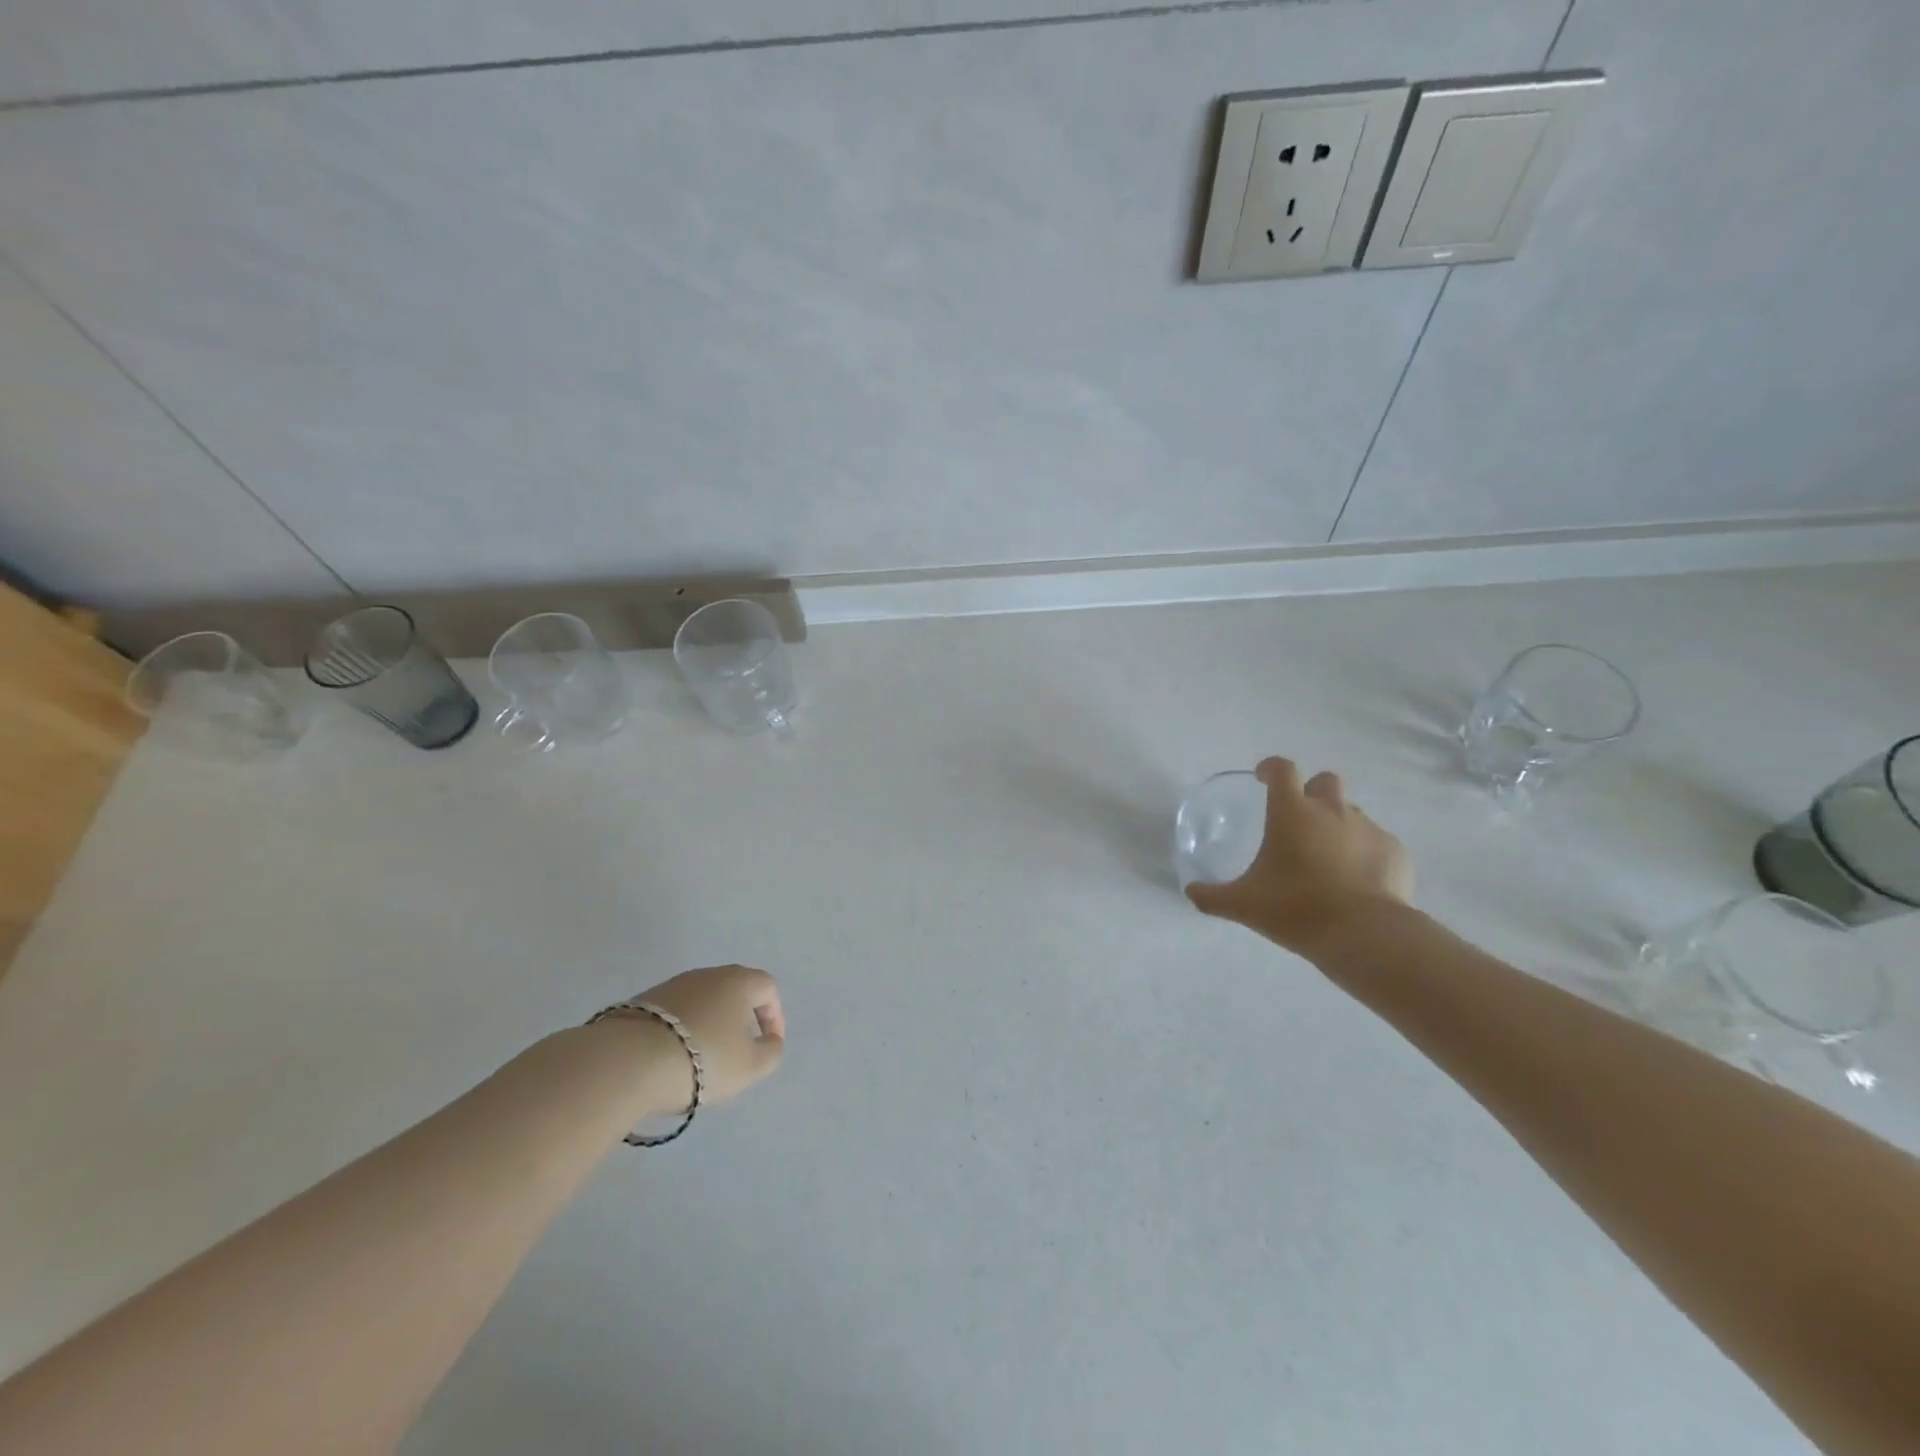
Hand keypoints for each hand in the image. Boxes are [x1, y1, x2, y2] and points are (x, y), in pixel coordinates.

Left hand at [610, 964, 784, 1114]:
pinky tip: (673, 1056)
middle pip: (734, 990)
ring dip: (709, 1023)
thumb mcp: (750, 1066)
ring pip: (702, 1000)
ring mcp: (672, 985)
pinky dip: (681, 1030)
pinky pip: (674, 1013)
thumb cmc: (703, 1059)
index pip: (768, 988)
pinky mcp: (642, 1001)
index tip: (768, 1044)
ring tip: (703, 1057)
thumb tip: (769, 1040)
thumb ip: (770, 1052)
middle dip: (741, 1017)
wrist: (628, 1061)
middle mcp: (708, 974)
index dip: (774, 1016)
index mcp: (739, 981)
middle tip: (738, 1049)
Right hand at [1186, 757, 1412, 952]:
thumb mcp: (1243, 905)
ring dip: (1338, 824)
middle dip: (1312, 791)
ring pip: (1352, 812)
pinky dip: (1365, 853)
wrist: (1364, 934)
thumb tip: (1191, 892)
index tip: (1263, 778)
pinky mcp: (1395, 852)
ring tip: (1327, 857)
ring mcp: (1368, 829)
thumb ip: (1212, 896)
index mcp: (1292, 812)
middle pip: (1326, 781)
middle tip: (1300, 819)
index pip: (1282, 770)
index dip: (1271, 768)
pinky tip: (1357, 881)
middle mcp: (1332, 811)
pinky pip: (1377, 842)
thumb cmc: (1295, 908)